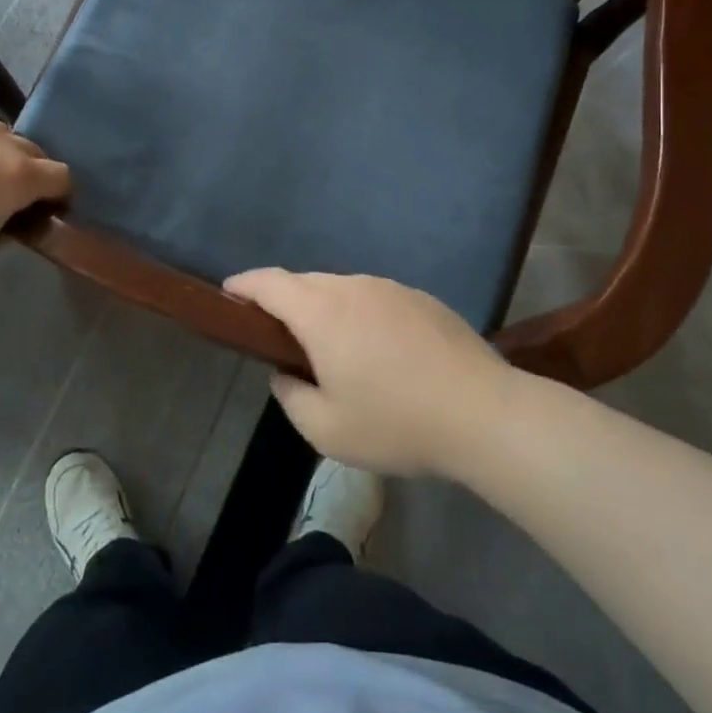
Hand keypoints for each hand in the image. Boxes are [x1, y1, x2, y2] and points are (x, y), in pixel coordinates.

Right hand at [222, 270, 517, 478]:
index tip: (228, 293)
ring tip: (331, 348)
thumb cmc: (396, 423)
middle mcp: (354, 287)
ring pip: (343, 288)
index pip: (270, 283)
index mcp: (322, 312)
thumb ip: (292, 397)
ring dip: (326, 309)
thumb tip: (286, 374)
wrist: (483, 413)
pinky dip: (361, 315)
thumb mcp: (327, 429)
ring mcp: (392, 288)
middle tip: (278, 335)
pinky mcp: (421, 298)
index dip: (244, 284)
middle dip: (284, 300)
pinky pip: (375, 298)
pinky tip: (378, 351)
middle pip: (306, 282)